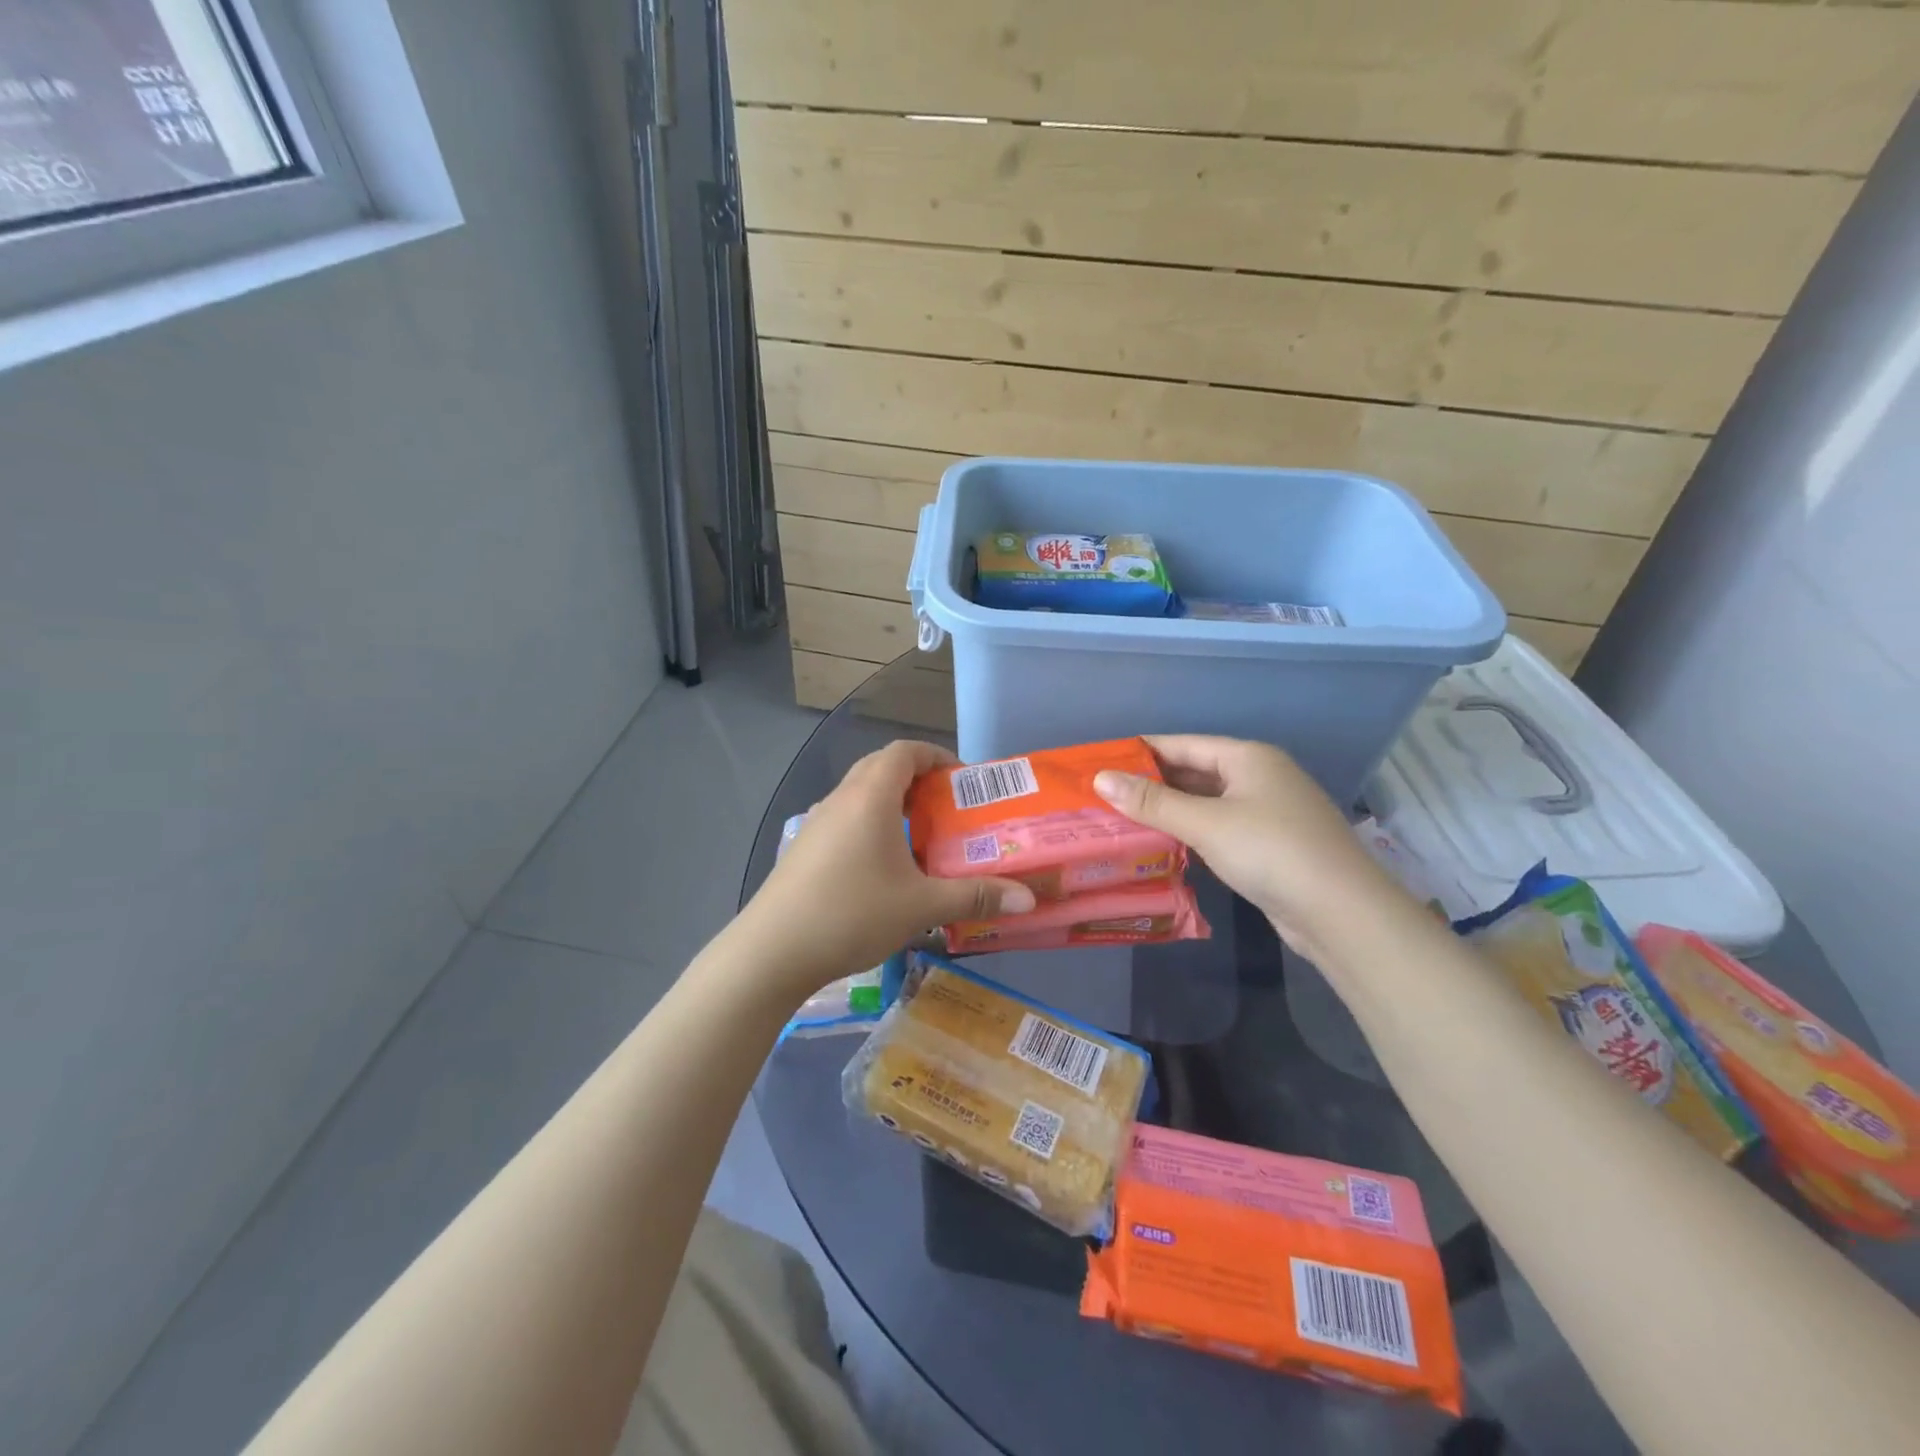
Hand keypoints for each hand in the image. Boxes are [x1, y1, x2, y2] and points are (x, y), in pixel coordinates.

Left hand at [740, 741, 1035, 997]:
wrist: (772, 952)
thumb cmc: (851, 914)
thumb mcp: (921, 906)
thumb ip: (974, 896)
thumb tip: (1028, 899)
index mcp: (870, 796)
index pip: (905, 751)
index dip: (936, 756)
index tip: (962, 781)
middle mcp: (841, 799)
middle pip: (882, 767)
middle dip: (917, 779)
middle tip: (947, 809)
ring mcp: (817, 823)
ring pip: (861, 794)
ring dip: (892, 803)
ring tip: (921, 838)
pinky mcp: (804, 848)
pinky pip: (845, 819)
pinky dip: (871, 825)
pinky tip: (884, 868)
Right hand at [1093, 735, 1397, 960]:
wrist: (1342, 913)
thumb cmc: (1271, 851)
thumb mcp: (1205, 823)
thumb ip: (1152, 802)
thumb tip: (1100, 779)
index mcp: (1248, 757)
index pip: (1183, 744)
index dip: (1141, 752)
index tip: (1101, 762)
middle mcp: (1259, 777)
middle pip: (1195, 772)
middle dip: (1151, 783)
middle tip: (1103, 795)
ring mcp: (1268, 812)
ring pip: (1206, 802)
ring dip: (1169, 810)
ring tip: (1121, 818)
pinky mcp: (1270, 845)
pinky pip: (1219, 828)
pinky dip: (1190, 832)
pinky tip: (1162, 844)